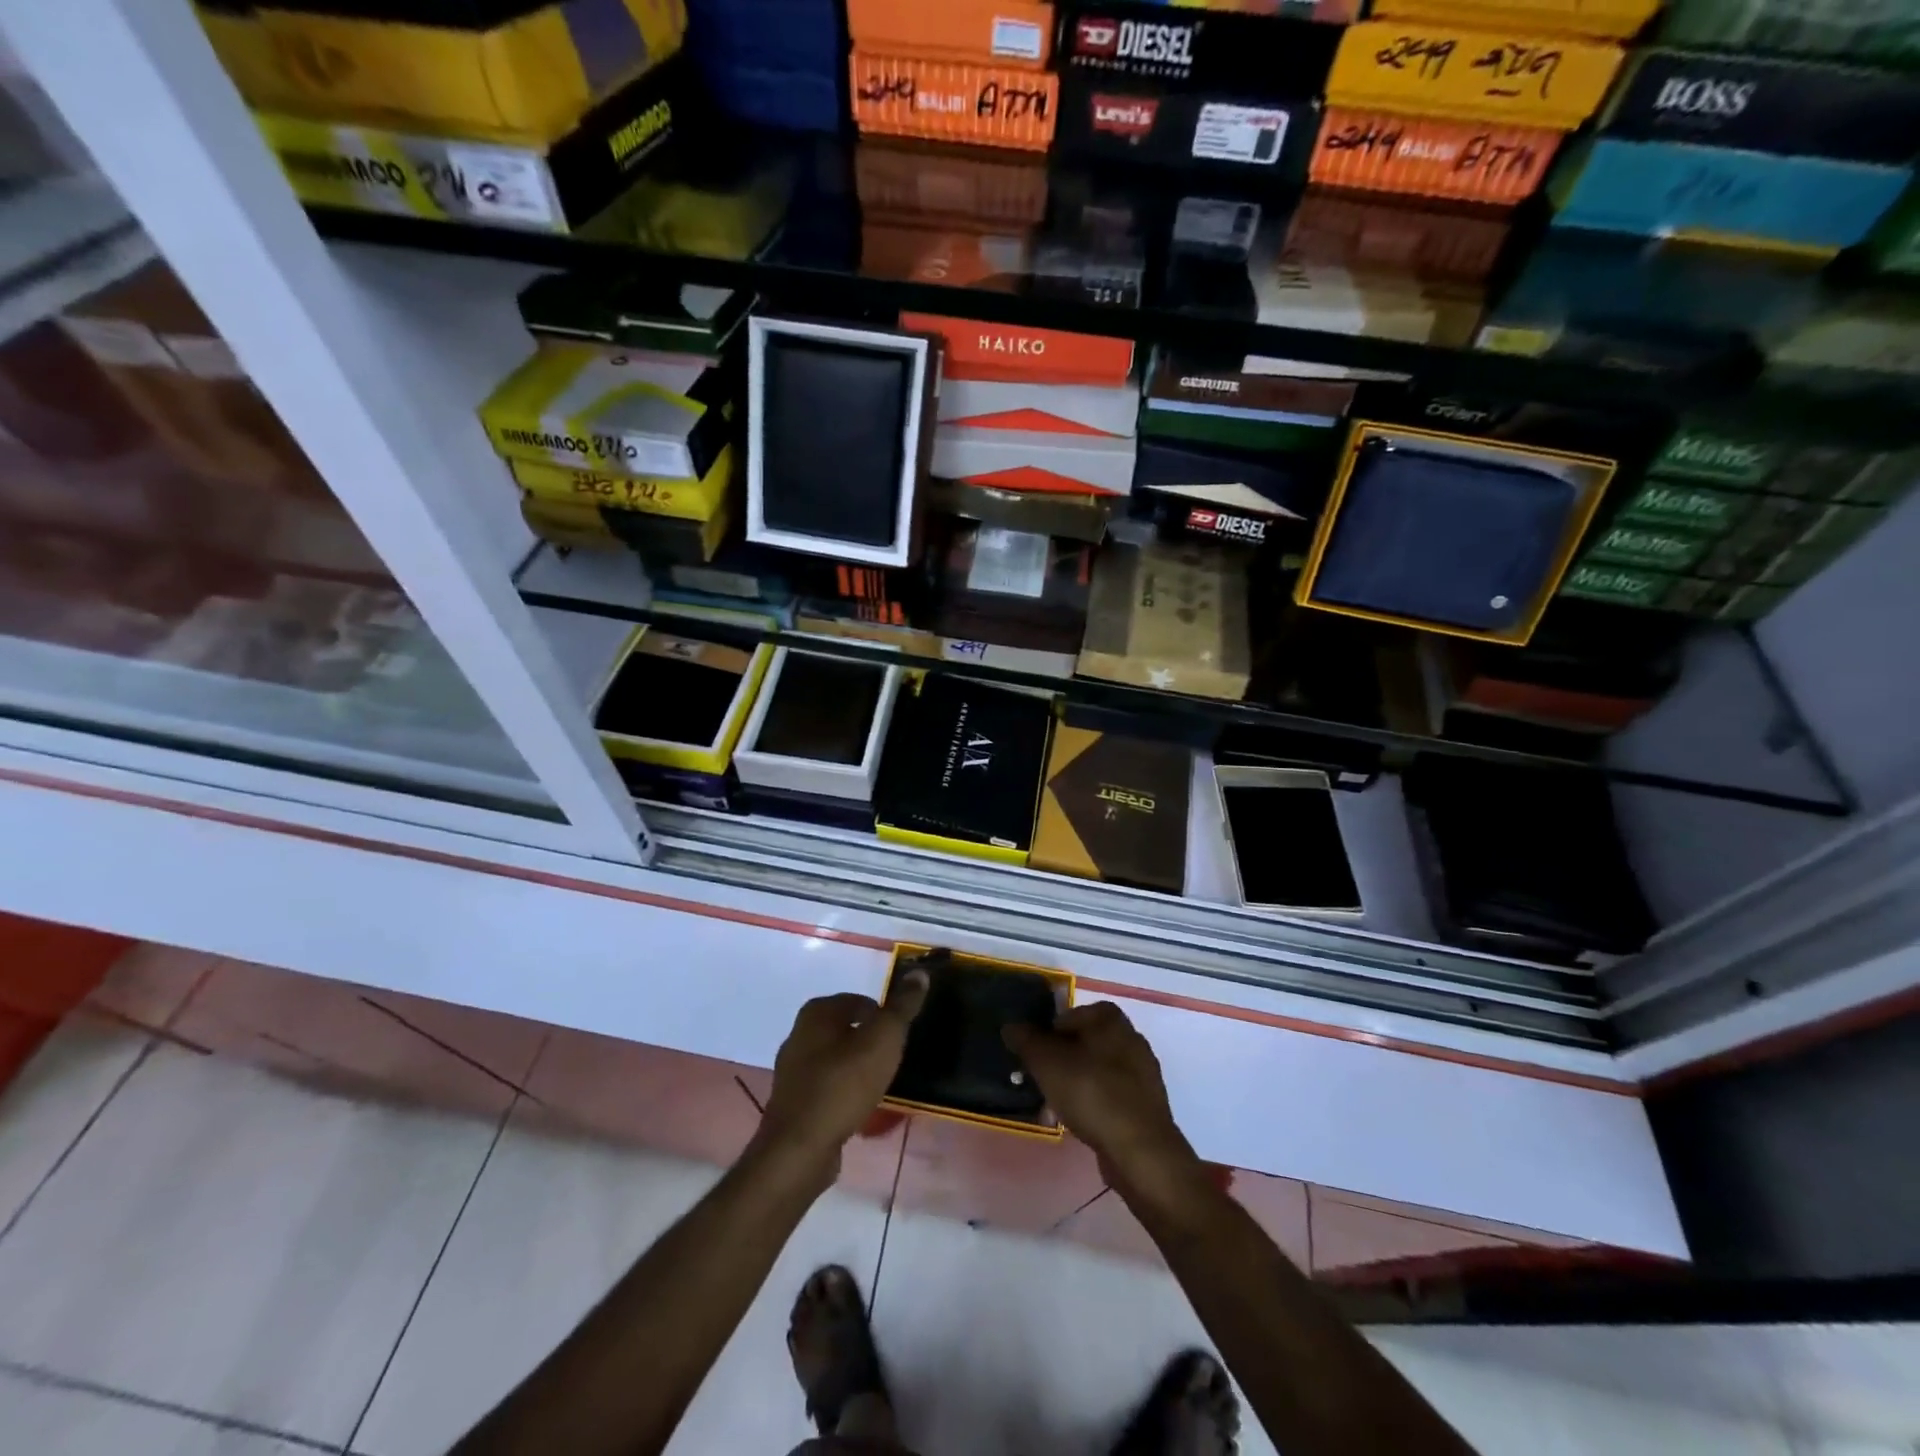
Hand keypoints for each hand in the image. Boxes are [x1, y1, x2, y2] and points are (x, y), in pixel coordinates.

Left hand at [756, 971, 929, 1177]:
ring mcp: (792, 1071)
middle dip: (870, 1041)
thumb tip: (919, 972)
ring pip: (835, 1059)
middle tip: (893, 1059)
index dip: (882, 1015)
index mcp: (817, 1013)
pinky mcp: (793, 1103)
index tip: (899, 1036)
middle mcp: (798, 1035)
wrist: (800, 1148)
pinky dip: (844, 1092)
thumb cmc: (844, 1083)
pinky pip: (827, 1088)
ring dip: (857, 1068)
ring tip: (881, 1083)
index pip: (858, 1001)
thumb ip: (902, 1007)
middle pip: (845, 1029)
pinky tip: (860, 1107)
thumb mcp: (884, 1039)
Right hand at [1004, 1001, 1197, 1186]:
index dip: (1047, 1034)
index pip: (1069, 1014)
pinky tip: (1079, 1123)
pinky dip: (1093, 1104)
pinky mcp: (1146, 1104)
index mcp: (1110, 1018)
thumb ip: (1026, 1040)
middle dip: (1060, 1062)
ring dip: (1074, 1085)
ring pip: (1096, 1071)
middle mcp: (1130, 1037)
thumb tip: (1011, 1026)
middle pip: (1083, 1043)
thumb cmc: (1091, 1093)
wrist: (1139, 1150)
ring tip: (1055, 1108)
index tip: (1033, 1057)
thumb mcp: (1046, 1062)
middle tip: (1041, 1082)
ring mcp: (1142, 1072)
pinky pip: (1111, 1095)